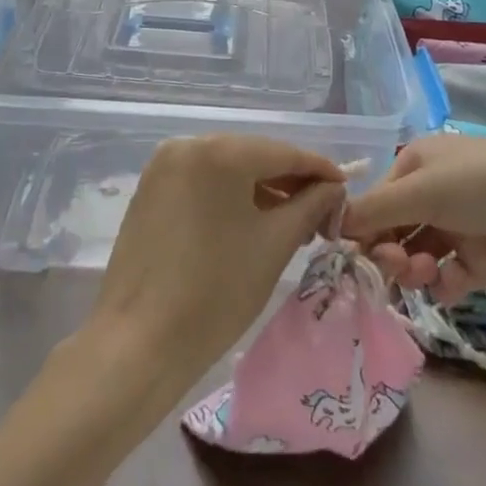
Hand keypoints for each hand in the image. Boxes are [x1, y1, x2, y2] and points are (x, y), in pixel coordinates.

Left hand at [90, 135, 347, 395]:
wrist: (139, 341)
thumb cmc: (216, 292)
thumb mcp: (274, 245)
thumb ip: (310, 206)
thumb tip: (333, 188)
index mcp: (220, 151)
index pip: (283, 152)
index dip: (320, 170)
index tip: (346, 188)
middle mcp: (188, 144)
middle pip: (253, 155)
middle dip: (289, 181)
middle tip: (322, 212)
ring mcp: (164, 165)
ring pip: (227, 168)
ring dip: (260, 189)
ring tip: (292, 222)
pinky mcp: (150, 188)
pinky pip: (202, 181)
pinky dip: (229, 195)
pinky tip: (251, 221)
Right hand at [341, 133, 485, 300]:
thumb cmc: (483, 184)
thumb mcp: (423, 190)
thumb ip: (375, 210)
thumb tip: (330, 223)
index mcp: (416, 165)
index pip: (375, 201)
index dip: (363, 229)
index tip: (356, 257)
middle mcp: (432, 193)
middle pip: (393, 230)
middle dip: (388, 252)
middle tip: (396, 268)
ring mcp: (457, 226)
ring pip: (416, 255)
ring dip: (412, 269)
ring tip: (425, 274)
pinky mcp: (480, 257)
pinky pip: (446, 275)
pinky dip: (441, 283)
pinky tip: (448, 283)